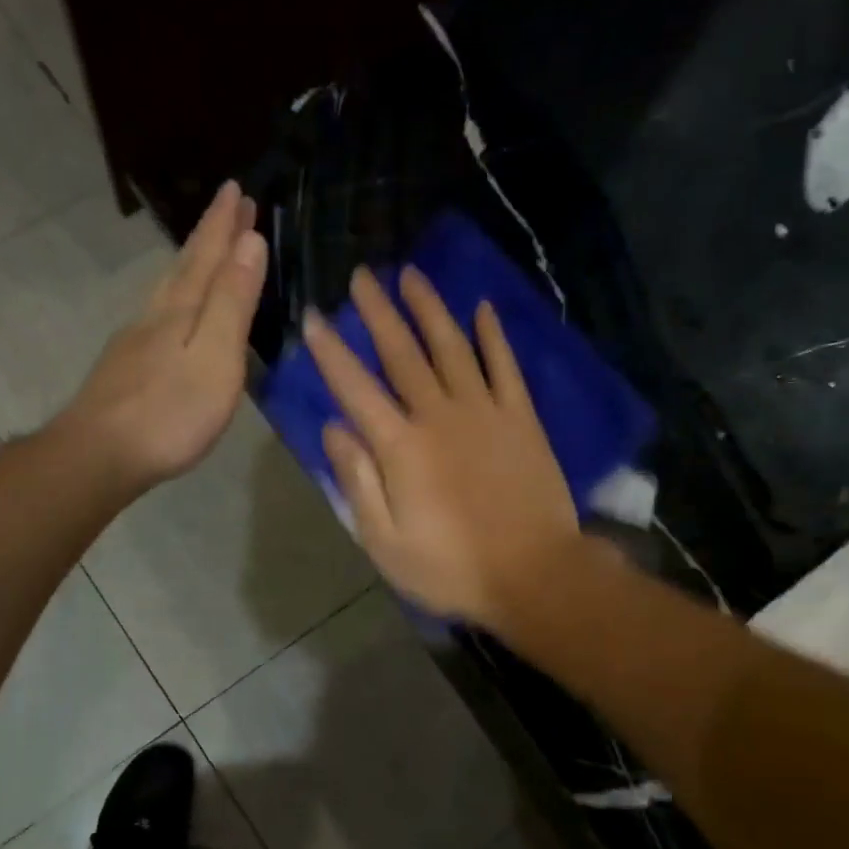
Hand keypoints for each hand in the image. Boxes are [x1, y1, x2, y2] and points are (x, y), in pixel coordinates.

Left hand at [56, 181, 267, 492]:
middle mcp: (155, 316)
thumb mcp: (216, 357)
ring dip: (190, 263)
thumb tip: (250, 240)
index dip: (225, 223)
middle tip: (229, 204)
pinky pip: (158, 315)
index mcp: (182, 310)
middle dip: (210, 235)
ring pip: (167, 289)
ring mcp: (135, 342)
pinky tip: (172, 311)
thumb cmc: (169, 413)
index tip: (238, 190)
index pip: (208, 255)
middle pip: (185, 266)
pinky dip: (175, 298)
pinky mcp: (126, 368)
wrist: (99, 455)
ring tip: (205, 249)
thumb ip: (232, 302)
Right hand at [304, 266, 578, 627]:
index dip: (332, 351)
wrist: (534, 575)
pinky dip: (492, 336)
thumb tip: (334, 428)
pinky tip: (481, 308)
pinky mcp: (521, 418)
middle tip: (363, 275)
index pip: (355, 388)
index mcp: (400, 448)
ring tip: (411, 274)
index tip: (313, 317)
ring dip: (429, 309)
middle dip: (378, 312)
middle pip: (402, 354)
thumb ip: (358, 482)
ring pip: (452, 347)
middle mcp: (439, 416)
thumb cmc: (451, 567)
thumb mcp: (385, 541)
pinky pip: (505, 366)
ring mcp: (484, 412)